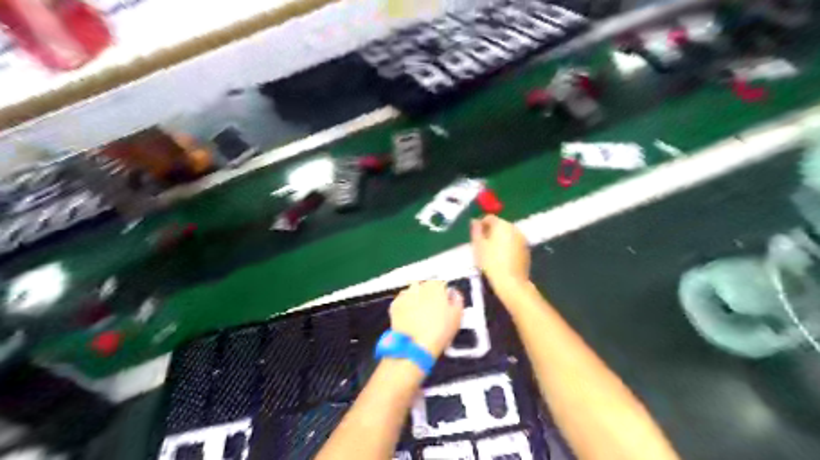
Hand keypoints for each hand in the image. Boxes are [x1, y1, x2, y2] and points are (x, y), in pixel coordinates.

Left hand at [388, 280, 463, 358]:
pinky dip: (404, 307)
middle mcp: (419, 286)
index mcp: (436, 286)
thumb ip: (457, 300)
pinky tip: (409, 317)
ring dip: (415, 299)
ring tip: (419, 314)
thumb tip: (454, 294)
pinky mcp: (394, 305)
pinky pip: (401, 302)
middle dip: (427, 295)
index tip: (443, 303)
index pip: (440, 283)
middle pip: (424, 286)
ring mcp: (405, 295)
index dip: (442, 294)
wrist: (417, 345)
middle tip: (431, 310)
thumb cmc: (440, 331)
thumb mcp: (457, 316)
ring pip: (411, 292)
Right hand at [476, 215, 531, 289]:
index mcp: (502, 225)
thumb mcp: (478, 245)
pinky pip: (514, 243)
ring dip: (499, 239)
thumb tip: (475, 221)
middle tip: (482, 244)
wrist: (510, 282)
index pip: (489, 218)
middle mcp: (514, 228)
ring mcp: (522, 239)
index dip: (480, 224)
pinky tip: (501, 258)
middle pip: (500, 225)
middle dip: (490, 231)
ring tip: (491, 252)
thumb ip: (476, 230)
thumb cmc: (490, 262)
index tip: (475, 236)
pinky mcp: (526, 249)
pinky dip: (507, 246)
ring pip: (507, 234)